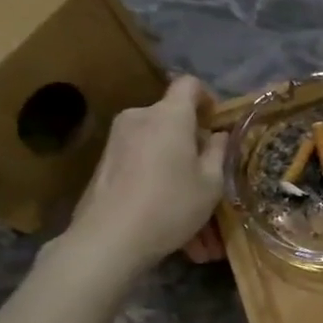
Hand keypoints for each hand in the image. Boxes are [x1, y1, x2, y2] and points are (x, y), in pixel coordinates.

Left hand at [52, 76, 228, 290]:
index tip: (216, 122)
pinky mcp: (104, 163)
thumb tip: (217, 135)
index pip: (189, 84)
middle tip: (208, 178)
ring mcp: (117, 140)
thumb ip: (218, 152)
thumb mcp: (211, 184)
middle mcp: (140, 117)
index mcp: (169, 116)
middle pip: (172, 118)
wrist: (108, 238)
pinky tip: (166, 219)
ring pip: (157, 147)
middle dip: (192, 144)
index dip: (207, 97)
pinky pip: (140, 163)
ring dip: (176, 170)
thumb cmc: (170, 205)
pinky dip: (157, 182)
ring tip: (190, 214)